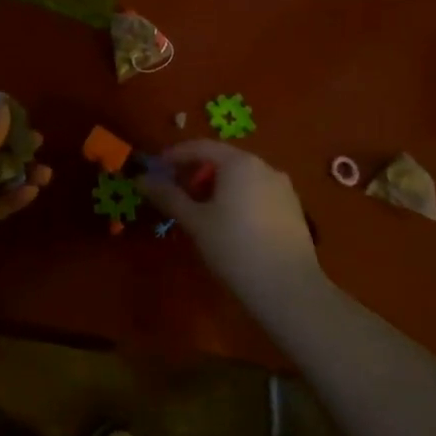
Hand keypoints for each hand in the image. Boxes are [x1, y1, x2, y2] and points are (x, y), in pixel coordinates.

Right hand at [138, 140, 321, 303]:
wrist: (288, 288)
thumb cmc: (234, 248)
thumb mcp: (195, 222)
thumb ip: (168, 196)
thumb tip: (141, 179)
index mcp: (239, 163)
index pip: (201, 147)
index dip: (175, 155)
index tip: (156, 169)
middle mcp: (264, 167)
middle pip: (223, 160)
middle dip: (197, 172)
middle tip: (176, 193)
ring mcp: (283, 188)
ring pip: (242, 178)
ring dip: (218, 187)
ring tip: (201, 211)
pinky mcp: (293, 209)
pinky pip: (258, 193)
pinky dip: (238, 199)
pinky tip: (230, 225)